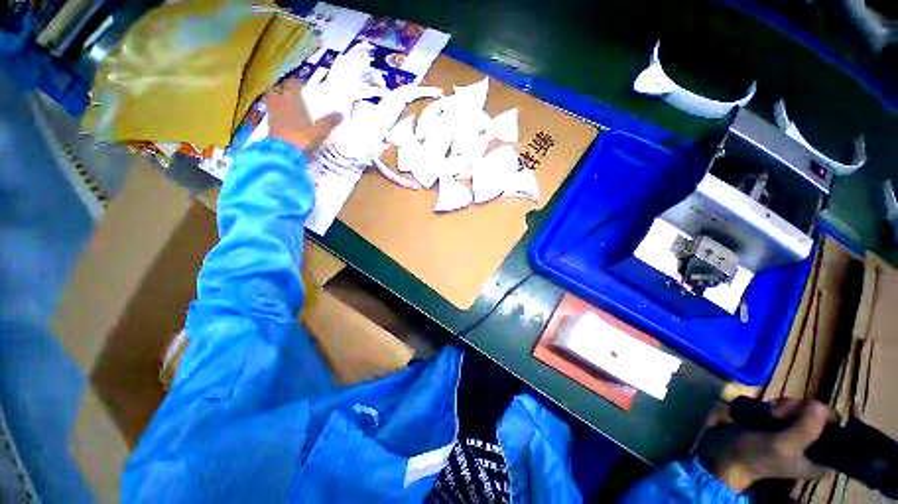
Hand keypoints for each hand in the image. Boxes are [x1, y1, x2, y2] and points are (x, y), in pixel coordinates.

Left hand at [264, 79, 341, 152]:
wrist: (283, 153)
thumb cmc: (301, 138)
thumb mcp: (319, 131)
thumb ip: (329, 122)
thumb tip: (341, 114)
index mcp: (292, 99)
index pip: (292, 84)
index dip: (297, 83)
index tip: (302, 85)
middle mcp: (280, 102)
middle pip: (279, 89)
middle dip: (284, 89)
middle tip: (292, 94)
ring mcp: (272, 112)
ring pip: (272, 99)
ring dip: (278, 99)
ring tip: (285, 104)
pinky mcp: (268, 123)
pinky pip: (271, 111)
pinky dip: (276, 111)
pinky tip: (282, 117)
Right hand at [699, 399, 829, 492]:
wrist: (726, 454)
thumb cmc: (757, 455)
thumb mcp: (783, 445)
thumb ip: (806, 428)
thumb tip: (820, 405)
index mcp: (823, 460)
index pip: (838, 431)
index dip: (826, 418)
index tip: (809, 415)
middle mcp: (816, 446)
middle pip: (819, 415)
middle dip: (797, 410)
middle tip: (777, 416)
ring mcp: (799, 434)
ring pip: (803, 408)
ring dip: (784, 407)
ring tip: (768, 414)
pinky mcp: (784, 426)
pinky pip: (789, 408)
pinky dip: (777, 406)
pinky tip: (765, 411)